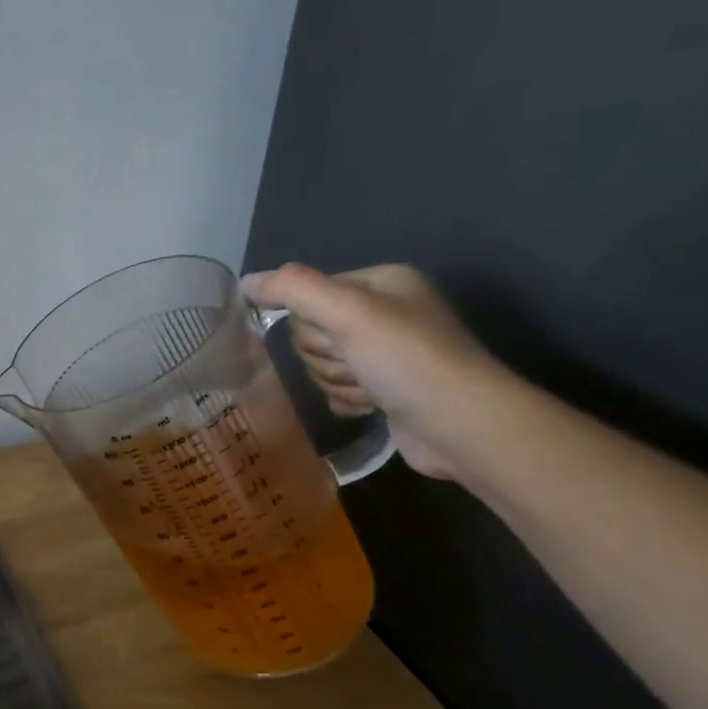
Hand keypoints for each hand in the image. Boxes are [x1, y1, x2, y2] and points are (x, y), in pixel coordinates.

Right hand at [240, 263, 516, 481]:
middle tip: (358, 365)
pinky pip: (336, 388)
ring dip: (337, 381)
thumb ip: (293, 289)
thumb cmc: (407, 361)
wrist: (462, 427)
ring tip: (372, 389)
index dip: (312, 322)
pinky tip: (371, 406)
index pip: (308, 294)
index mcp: (381, 282)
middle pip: (312, 332)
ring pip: (322, 363)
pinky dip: (347, 399)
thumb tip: (245, 281)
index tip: (339, 338)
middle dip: (327, 356)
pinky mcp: (384, 388)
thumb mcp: (348, 313)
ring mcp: (385, 353)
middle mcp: (383, 312)